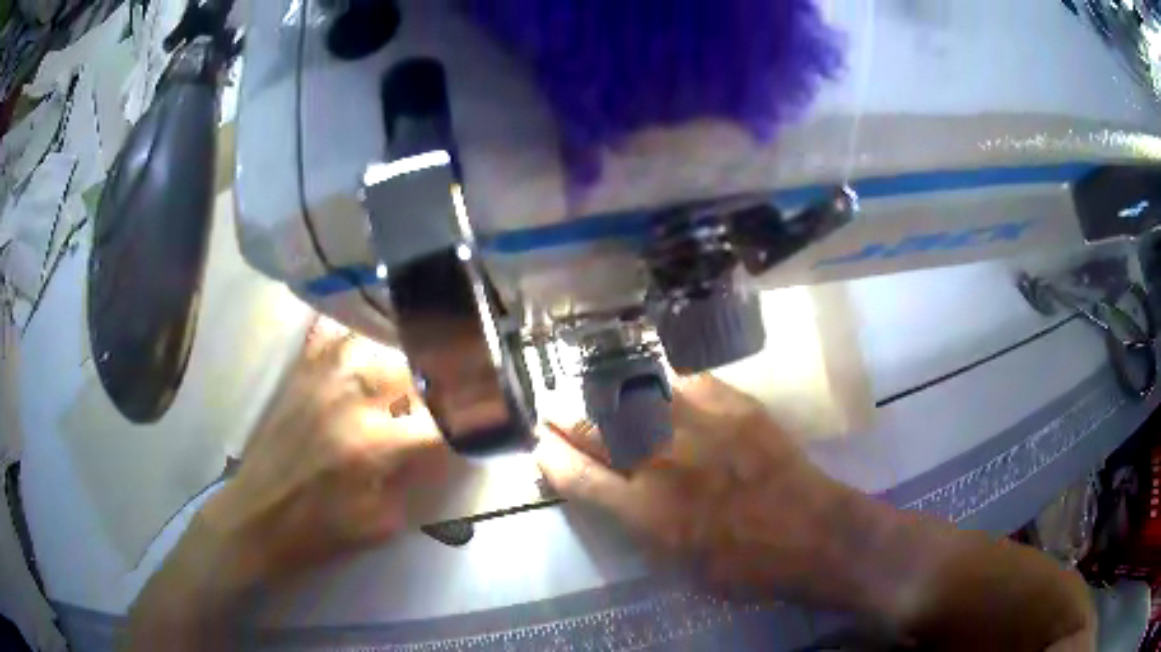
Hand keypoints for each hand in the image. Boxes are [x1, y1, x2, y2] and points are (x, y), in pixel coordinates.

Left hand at [195, 320, 449, 592]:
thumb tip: (444, 449)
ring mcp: (321, 379)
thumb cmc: (319, 531)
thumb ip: (417, 482)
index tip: (490, 417)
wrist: (256, 516)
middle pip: (414, 371)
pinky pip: (332, 337)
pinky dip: (357, 334)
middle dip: (445, 380)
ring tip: (423, 362)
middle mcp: (350, 399)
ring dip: (407, 354)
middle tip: (460, 387)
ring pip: (378, 344)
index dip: (473, 418)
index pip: (440, 420)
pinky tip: (370, 338)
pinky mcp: (300, 376)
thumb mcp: (381, 523)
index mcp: (372, 444)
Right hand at [535, 374, 850, 602]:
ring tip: (589, 389)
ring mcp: (698, 427)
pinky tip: (653, 386)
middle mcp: (662, 463)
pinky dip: (661, 384)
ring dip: (601, 393)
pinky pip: (683, 382)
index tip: (540, 447)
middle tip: (550, 409)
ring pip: (632, 397)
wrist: (811, 532)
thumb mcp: (677, 564)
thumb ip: (639, 525)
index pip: (577, 476)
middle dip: (562, 417)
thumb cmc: (743, 565)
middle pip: (594, 429)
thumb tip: (614, 493)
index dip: (551, 458)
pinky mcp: (733, 405)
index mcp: (645, 512)